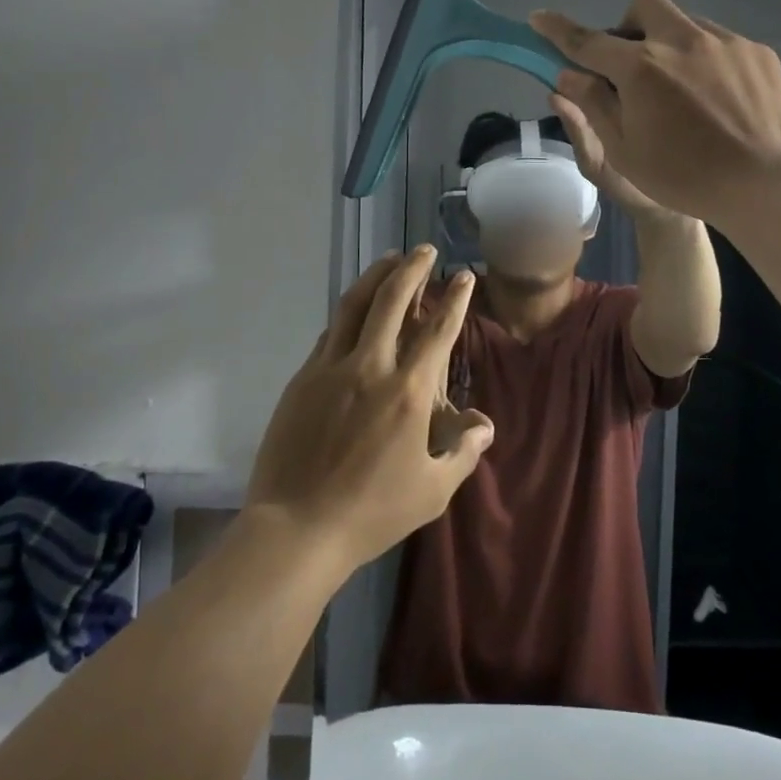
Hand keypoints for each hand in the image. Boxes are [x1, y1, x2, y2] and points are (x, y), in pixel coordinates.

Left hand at [246, 246, 494, 571]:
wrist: (296, 529)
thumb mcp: (433, 490)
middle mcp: (371, 366)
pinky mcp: (303, 378)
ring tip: (389, 259)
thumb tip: (485, 424)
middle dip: (412, 268)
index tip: (463, 276)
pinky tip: (355, 311)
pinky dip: (348, 313)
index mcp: (408, 391)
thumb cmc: (373, 512)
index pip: (438, 330)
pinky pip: (330, 333)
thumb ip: (463, 451)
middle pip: (392, 299)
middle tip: (424, 250)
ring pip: (354, 305)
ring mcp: (331, 368)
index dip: (455, 298)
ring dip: (376, 276)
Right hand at [530, 0, 780, 224]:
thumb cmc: (684, 178)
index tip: (539, 18)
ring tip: (681, 87)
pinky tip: (718, 98)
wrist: (767, 186)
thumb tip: (567, 74)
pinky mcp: (758, 53)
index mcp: (641, 68)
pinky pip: (720, 42)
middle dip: (628, 25)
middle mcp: (682, 41)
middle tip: (632, 65)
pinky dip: (706, 59)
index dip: (558, 29)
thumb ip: (593, 105)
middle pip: (643, 6)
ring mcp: (725, 42)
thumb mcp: (624, 151)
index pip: (587, 40)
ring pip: (685, 22)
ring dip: (669, 43)